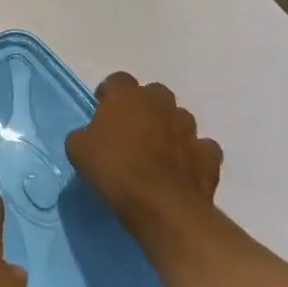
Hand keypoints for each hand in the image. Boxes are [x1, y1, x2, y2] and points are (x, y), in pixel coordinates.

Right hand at [65, 72, 222, 234]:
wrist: (161, 206)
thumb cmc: (114, 169)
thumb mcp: (78, 149)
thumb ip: (85, 135)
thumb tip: (90, 137)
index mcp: (127, 96)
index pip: (118, 80)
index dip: (109, 94)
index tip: (102, 110)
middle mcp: (161, 104)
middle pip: (154, 94)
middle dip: (145, 106)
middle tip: (131, 129)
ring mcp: (189, 130)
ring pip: (181, 118)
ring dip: (170, 128)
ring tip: (158, 150)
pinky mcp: (210, 157)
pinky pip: (202, 148)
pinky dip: (193, 155)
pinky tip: (183, 169)